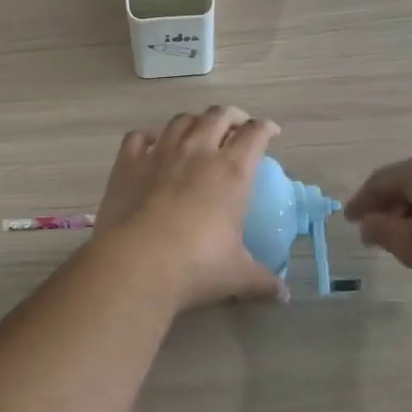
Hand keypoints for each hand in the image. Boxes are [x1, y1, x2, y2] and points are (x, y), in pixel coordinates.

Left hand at [92, 107, 287, 311]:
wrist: (137, 262)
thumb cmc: (196, 265)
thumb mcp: (237, 275)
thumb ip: (262, 280)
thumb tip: (283, 295)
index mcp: (231, 171)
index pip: (255, 134)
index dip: (265, 128)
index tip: (270, 132)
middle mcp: (198, 151)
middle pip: (218, 115)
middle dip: (231, 116)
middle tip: (237, 126)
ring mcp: (160, 152)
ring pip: (180, 120)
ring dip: (193, 121)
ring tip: (198, 131)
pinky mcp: (128, 162)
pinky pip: (138, 136)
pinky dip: (148, 136)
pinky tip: (151, 144)